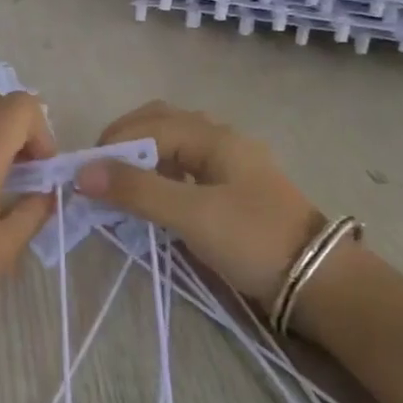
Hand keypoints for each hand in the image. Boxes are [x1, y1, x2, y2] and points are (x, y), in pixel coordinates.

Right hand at [75, 102, 319, 306]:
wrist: (319, 280)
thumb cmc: (253, 239)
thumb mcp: (190, 214)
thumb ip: (137, 190)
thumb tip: (82, 172)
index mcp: (213, 137)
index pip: (149, 126)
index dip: (112, 146)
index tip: (83, 174)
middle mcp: (221, 140)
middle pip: (162, 121)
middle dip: (125, 140)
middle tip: (99, 171)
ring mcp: (230, 163)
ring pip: (174, 143)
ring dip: (142, 155)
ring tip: (119, 184)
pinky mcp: (233, 188)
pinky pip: (186, 166)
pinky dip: (160, 172)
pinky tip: (152, 196)